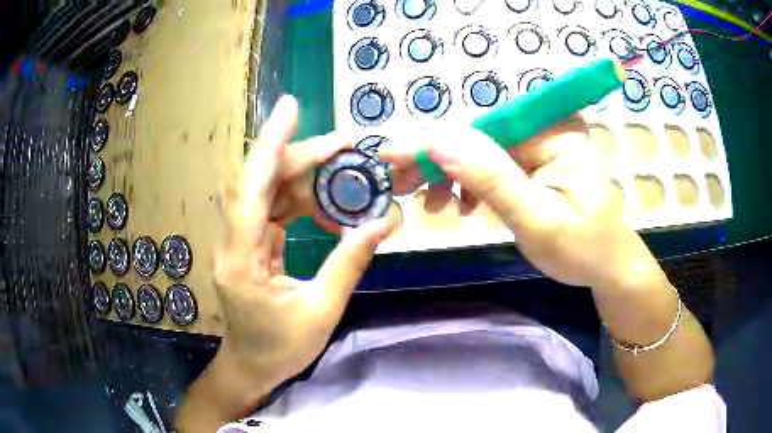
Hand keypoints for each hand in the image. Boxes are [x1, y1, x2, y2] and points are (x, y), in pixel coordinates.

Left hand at [215, 95, 397, 383]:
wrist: (252, 366)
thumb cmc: (281, 348)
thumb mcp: (321, 311)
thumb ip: (348, 263)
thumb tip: (380, 224)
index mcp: (241, 258)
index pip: (251, 187)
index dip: (270, 144)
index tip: (290, 108)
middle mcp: (234, 240)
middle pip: (262, 181)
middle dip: (302, 156)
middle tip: (346, 144)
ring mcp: (241, 241)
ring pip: (269, 191)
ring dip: (305, 176)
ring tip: (345, 167)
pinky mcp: (251, 245)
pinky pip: (274, 209)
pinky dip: (302, 199)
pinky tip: (327, 202)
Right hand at [381, 118, 659, 289]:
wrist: (607, 267)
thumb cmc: (582, 249)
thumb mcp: (536, 219)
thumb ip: (491, 179)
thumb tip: (439, 141)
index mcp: (554, 132)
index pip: (483, 127)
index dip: (435, 141)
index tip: (391, 155)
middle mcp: (546, 127)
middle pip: (478, 136)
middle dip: (438, 161)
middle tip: (400, 185)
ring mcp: (540, 144)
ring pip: (480, 151)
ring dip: (451, 176)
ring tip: (433, 205)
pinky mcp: (535, 161)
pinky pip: (493, 165)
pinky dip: (471, 184)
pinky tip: (461, 204)